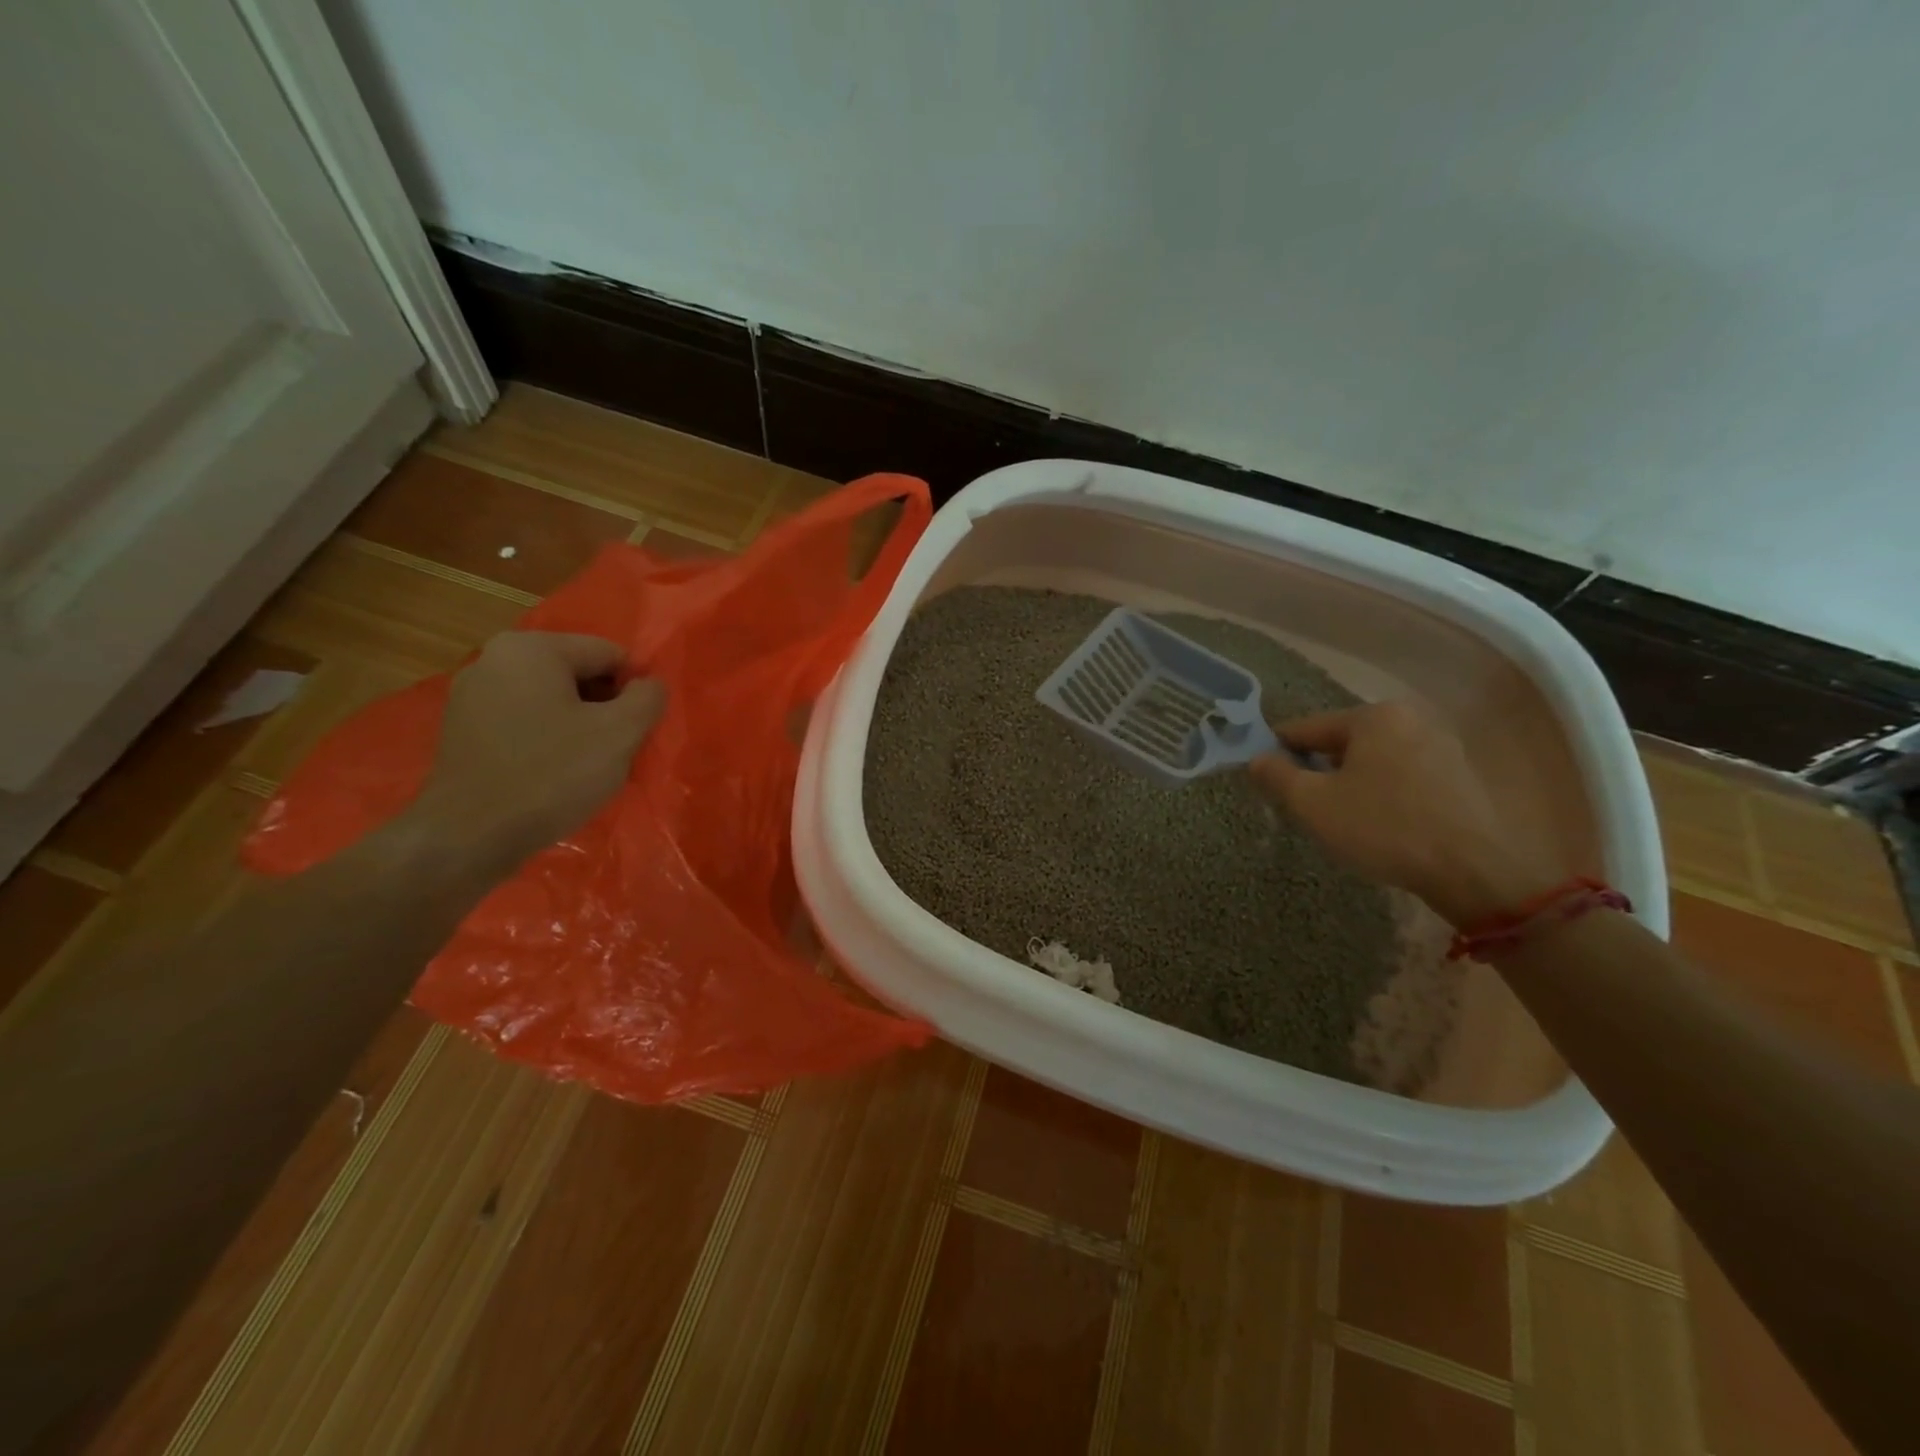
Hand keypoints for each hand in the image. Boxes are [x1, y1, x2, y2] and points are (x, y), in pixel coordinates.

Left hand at [407, 632, 664, 864]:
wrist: (469, 838)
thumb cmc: (551, 775)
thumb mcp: (620, 733)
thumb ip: (648, 698)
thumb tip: (650, 685)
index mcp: (532, 648)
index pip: (609, 654)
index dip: (633, 691)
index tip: (635, 731)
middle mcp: (494, 658)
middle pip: (578, 674)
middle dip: (604, 708)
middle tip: (614, 751)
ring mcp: (471, 695)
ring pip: (551, 700)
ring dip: (577, 726)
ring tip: (584, 767)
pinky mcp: (461, 730)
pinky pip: (523, 722)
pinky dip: (546, 740)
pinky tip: (551, 775)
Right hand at [1249, 699, 1561, 925]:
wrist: (1473, 870)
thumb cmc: (1383, 828)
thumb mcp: (1313, 804)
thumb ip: (1277, 776)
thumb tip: (1257, 759)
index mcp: (1373, 716)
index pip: (1308, 728)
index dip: (1279, 750)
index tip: (1263, 774)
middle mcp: (1410, 719)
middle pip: (1343, 742)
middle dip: (1319, 768)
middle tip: (1302, 803)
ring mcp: (1442, 745)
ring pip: (1374, 759)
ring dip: (1351, 781)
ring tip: (1339, 816)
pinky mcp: (1460, 775)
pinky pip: (1403, 775)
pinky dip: (1383, 791)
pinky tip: (1378, 822)